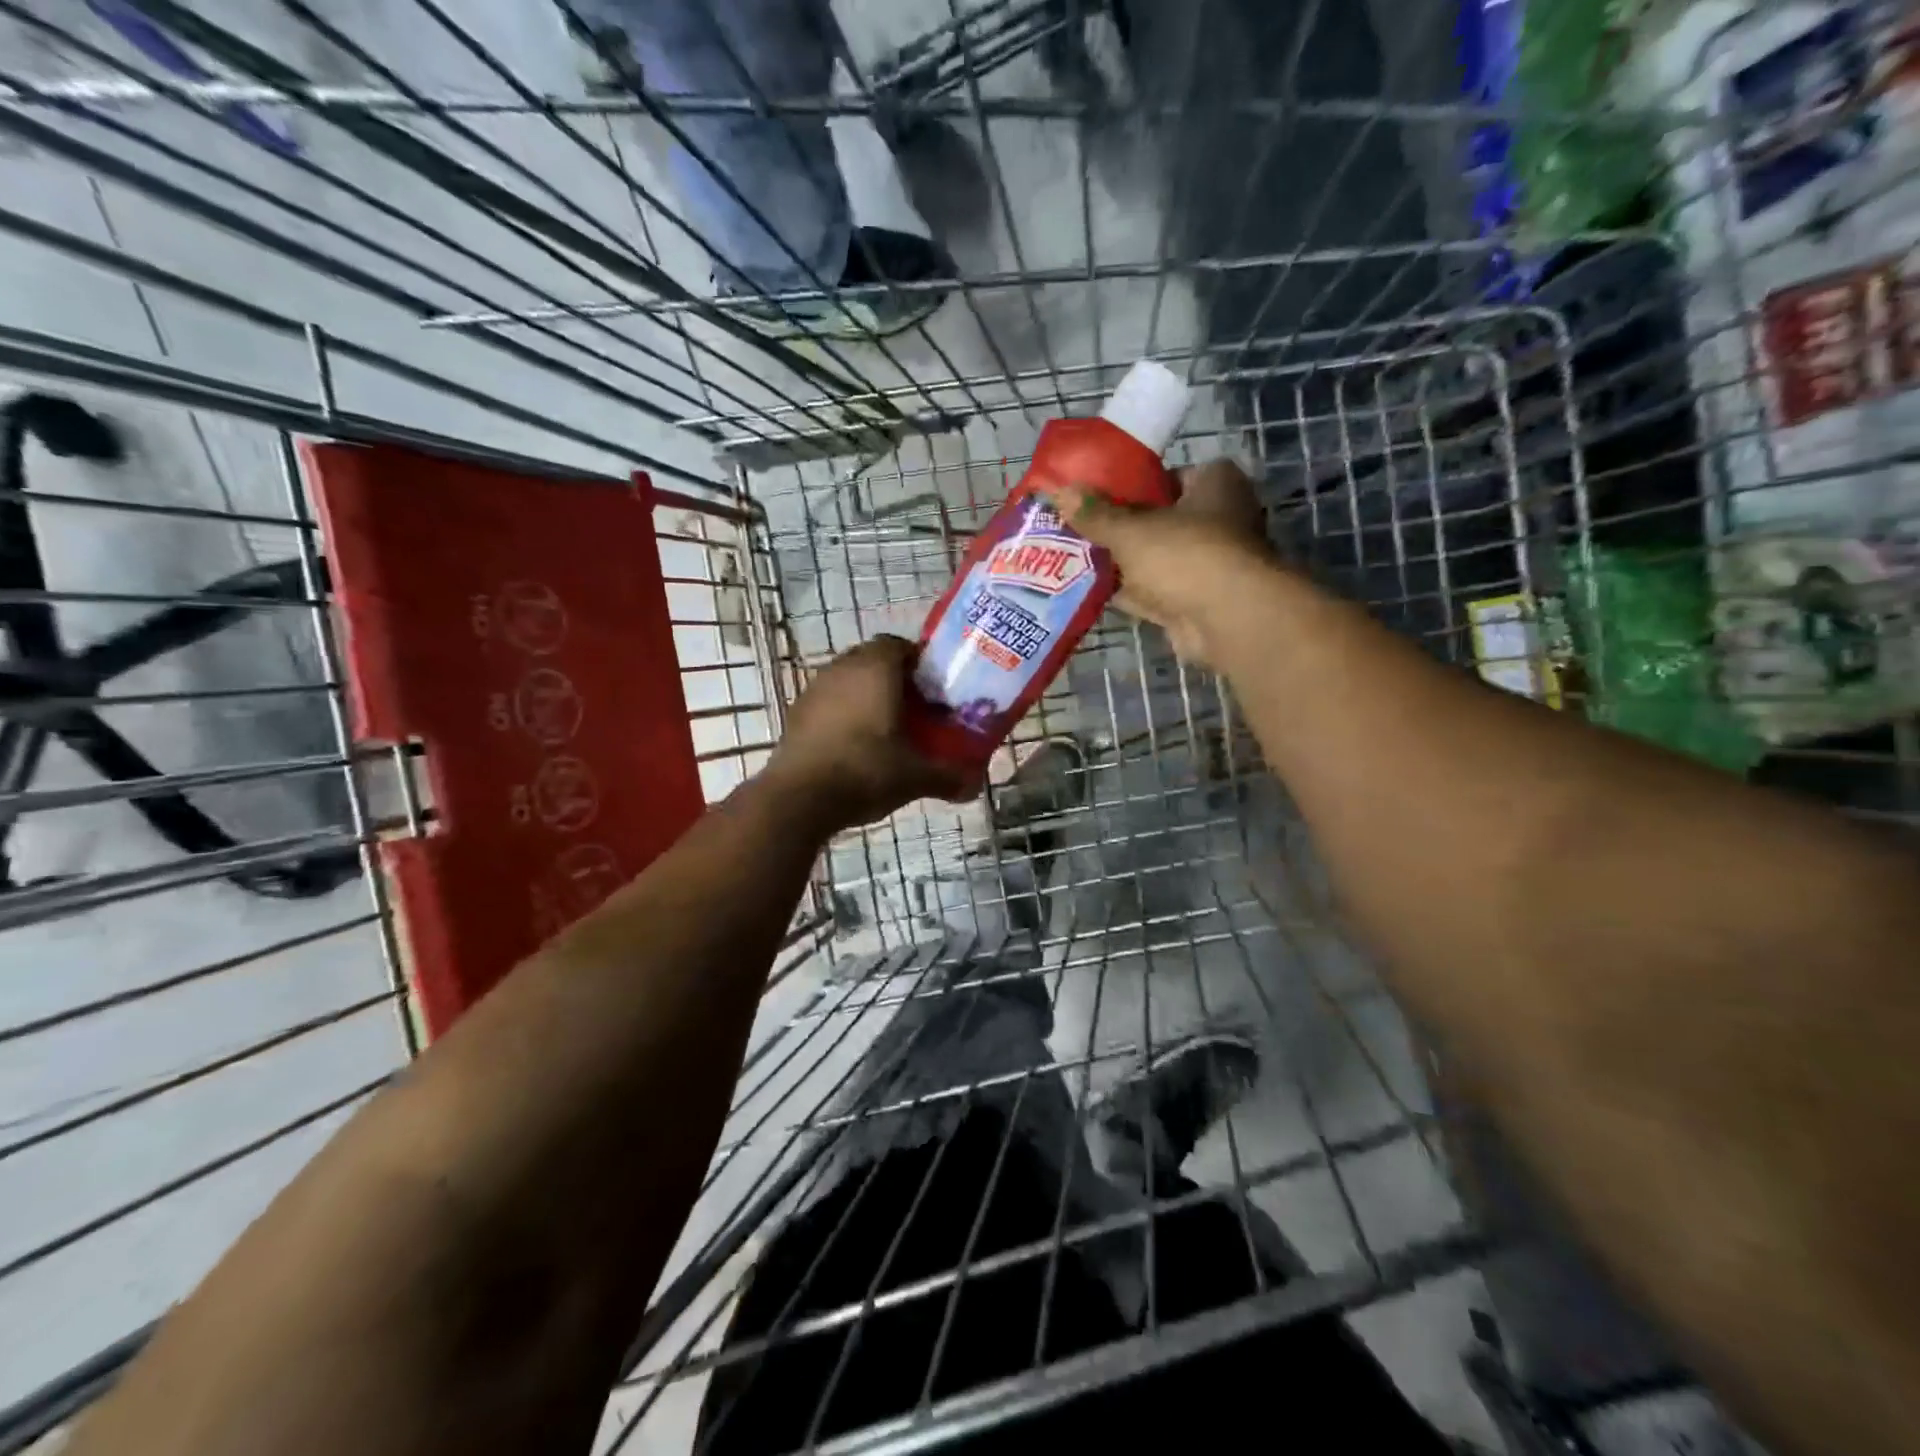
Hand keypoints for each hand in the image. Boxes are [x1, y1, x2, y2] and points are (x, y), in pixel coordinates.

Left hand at [761, 636, 972, 834]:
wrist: (799, 798)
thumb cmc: (865, 771)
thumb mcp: (915, 777)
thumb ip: (947, 777)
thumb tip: (974, 788)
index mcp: (876, 669)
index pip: (899, 645)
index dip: (918, 663)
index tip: (933, 689)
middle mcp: (843, 668)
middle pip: (873, 660)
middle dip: (894, 680)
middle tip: (915, 709)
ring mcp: (815, 688)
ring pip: (848, 680)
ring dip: (866, 696)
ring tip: (886, 728)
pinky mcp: (796, 712)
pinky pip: (828, 702)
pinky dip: (843, 713)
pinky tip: (854, 744)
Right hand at [1046, 458, 1273, 664]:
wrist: (1227, 620)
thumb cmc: (1186, 554)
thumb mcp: (1130, 528)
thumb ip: (1095, 514)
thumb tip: (1058, 492)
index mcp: (1215, 483)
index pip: (1166, 476)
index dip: (1129, 485)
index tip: (1093, 495)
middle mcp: (1219, 519)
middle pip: (1158, 520)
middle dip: (1118, 529)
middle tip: (1075, 528)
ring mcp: (1209, 564)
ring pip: (1154, 559)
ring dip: (1120, 564)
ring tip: (1072, 559)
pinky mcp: (1197, 602)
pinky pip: (1155, 592)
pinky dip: (1128, 593)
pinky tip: (1090, 591)